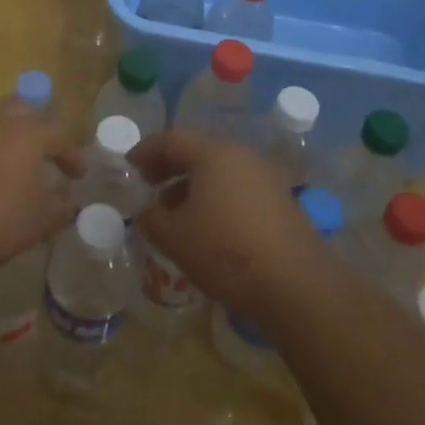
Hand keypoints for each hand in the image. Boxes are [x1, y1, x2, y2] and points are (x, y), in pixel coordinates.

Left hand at [0, 98, 81, 272]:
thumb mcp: (36, 222)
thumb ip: (60, 208)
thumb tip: (70, 200)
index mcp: (27, 132)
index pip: (60, 134)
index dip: (72, 154)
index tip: (78, 176)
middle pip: (25, 111)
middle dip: (39, 129)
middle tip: (45, 154)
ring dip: (6, 129)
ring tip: (10, 153)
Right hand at [131, 129, 327, 319]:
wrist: (295, 284)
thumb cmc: (225, 251)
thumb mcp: (174, 238)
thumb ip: (151, 219)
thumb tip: (145, 211)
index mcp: (213, 154)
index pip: (171, 140)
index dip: (146, 151)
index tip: (129, 166)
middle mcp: (242, 156)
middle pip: (198, 152)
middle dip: (170, 167)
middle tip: (149, 185)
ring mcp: (266, 177)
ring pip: (220, 171)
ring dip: (193, 185)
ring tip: (175, 213)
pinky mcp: (282, 201)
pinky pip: (239, 189)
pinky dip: (217, 198)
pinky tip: (209, 227)